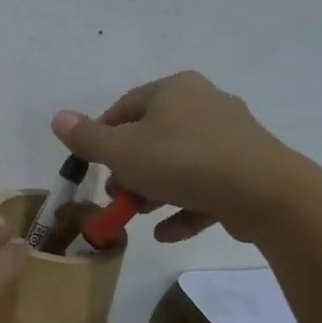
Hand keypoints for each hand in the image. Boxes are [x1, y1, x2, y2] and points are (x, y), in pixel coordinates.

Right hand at [51, 72, 295, 243]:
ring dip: (154, 191)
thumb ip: (87, 138)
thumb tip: (58, 117)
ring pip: (180, 163)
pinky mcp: (249, 168)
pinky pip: (207, 185)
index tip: (91, 166)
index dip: (101, 137)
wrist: (263, 192)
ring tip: (139, 216)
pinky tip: (167, 232)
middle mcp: (205, 104)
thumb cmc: (180, 161)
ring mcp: (232, 137)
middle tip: (116, 195)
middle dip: (129, 169)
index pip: (124, 107)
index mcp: (174, 90)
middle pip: (152, 136)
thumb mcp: (121, 151)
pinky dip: (185, 206)